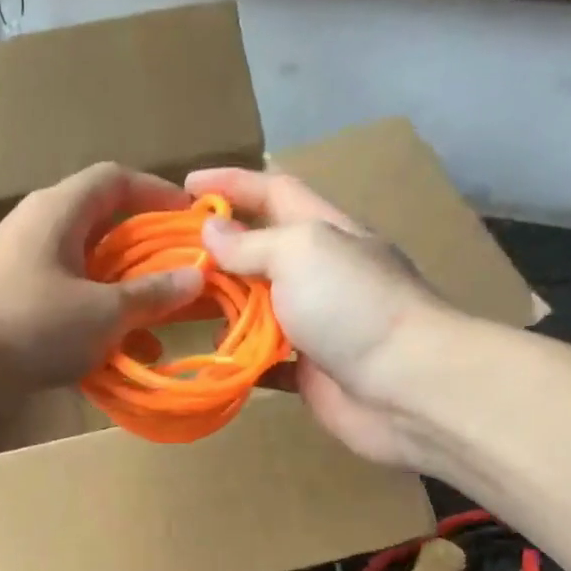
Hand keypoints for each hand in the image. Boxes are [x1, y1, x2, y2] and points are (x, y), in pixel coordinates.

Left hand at [0, 163, 203, 415]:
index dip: (157, 193)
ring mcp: (20, 270)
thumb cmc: (29, 326)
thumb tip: (195, 276)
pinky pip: (64, 305)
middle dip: (145, 255)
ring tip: (158, 329)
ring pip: (85, 273)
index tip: (191, 220)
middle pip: (102, 228)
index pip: (115, 180)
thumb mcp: (102, 312)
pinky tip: (116, 358)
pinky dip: (93, 324)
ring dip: (122, 298)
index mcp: (59, 211)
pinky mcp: (9, 307)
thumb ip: (150, 295)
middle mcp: (38, 230)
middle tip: (180, 279)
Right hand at [185, 166, 472, 469]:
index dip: (232, 183)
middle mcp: (319, 273)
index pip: (273, 192)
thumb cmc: (353, 305)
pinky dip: (235, 357)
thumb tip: (211, 232)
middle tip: (167, 255)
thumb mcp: (301, 252)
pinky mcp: (307, 371)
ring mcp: (314, 325)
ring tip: (175, 305)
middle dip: (217, 249)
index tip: (186, 185)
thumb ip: (252, 243)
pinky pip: (261, 359)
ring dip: (220, 305)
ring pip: (257, 308)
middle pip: (260, 251)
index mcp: (324, 231)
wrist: (404, 386)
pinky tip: (205, 356)